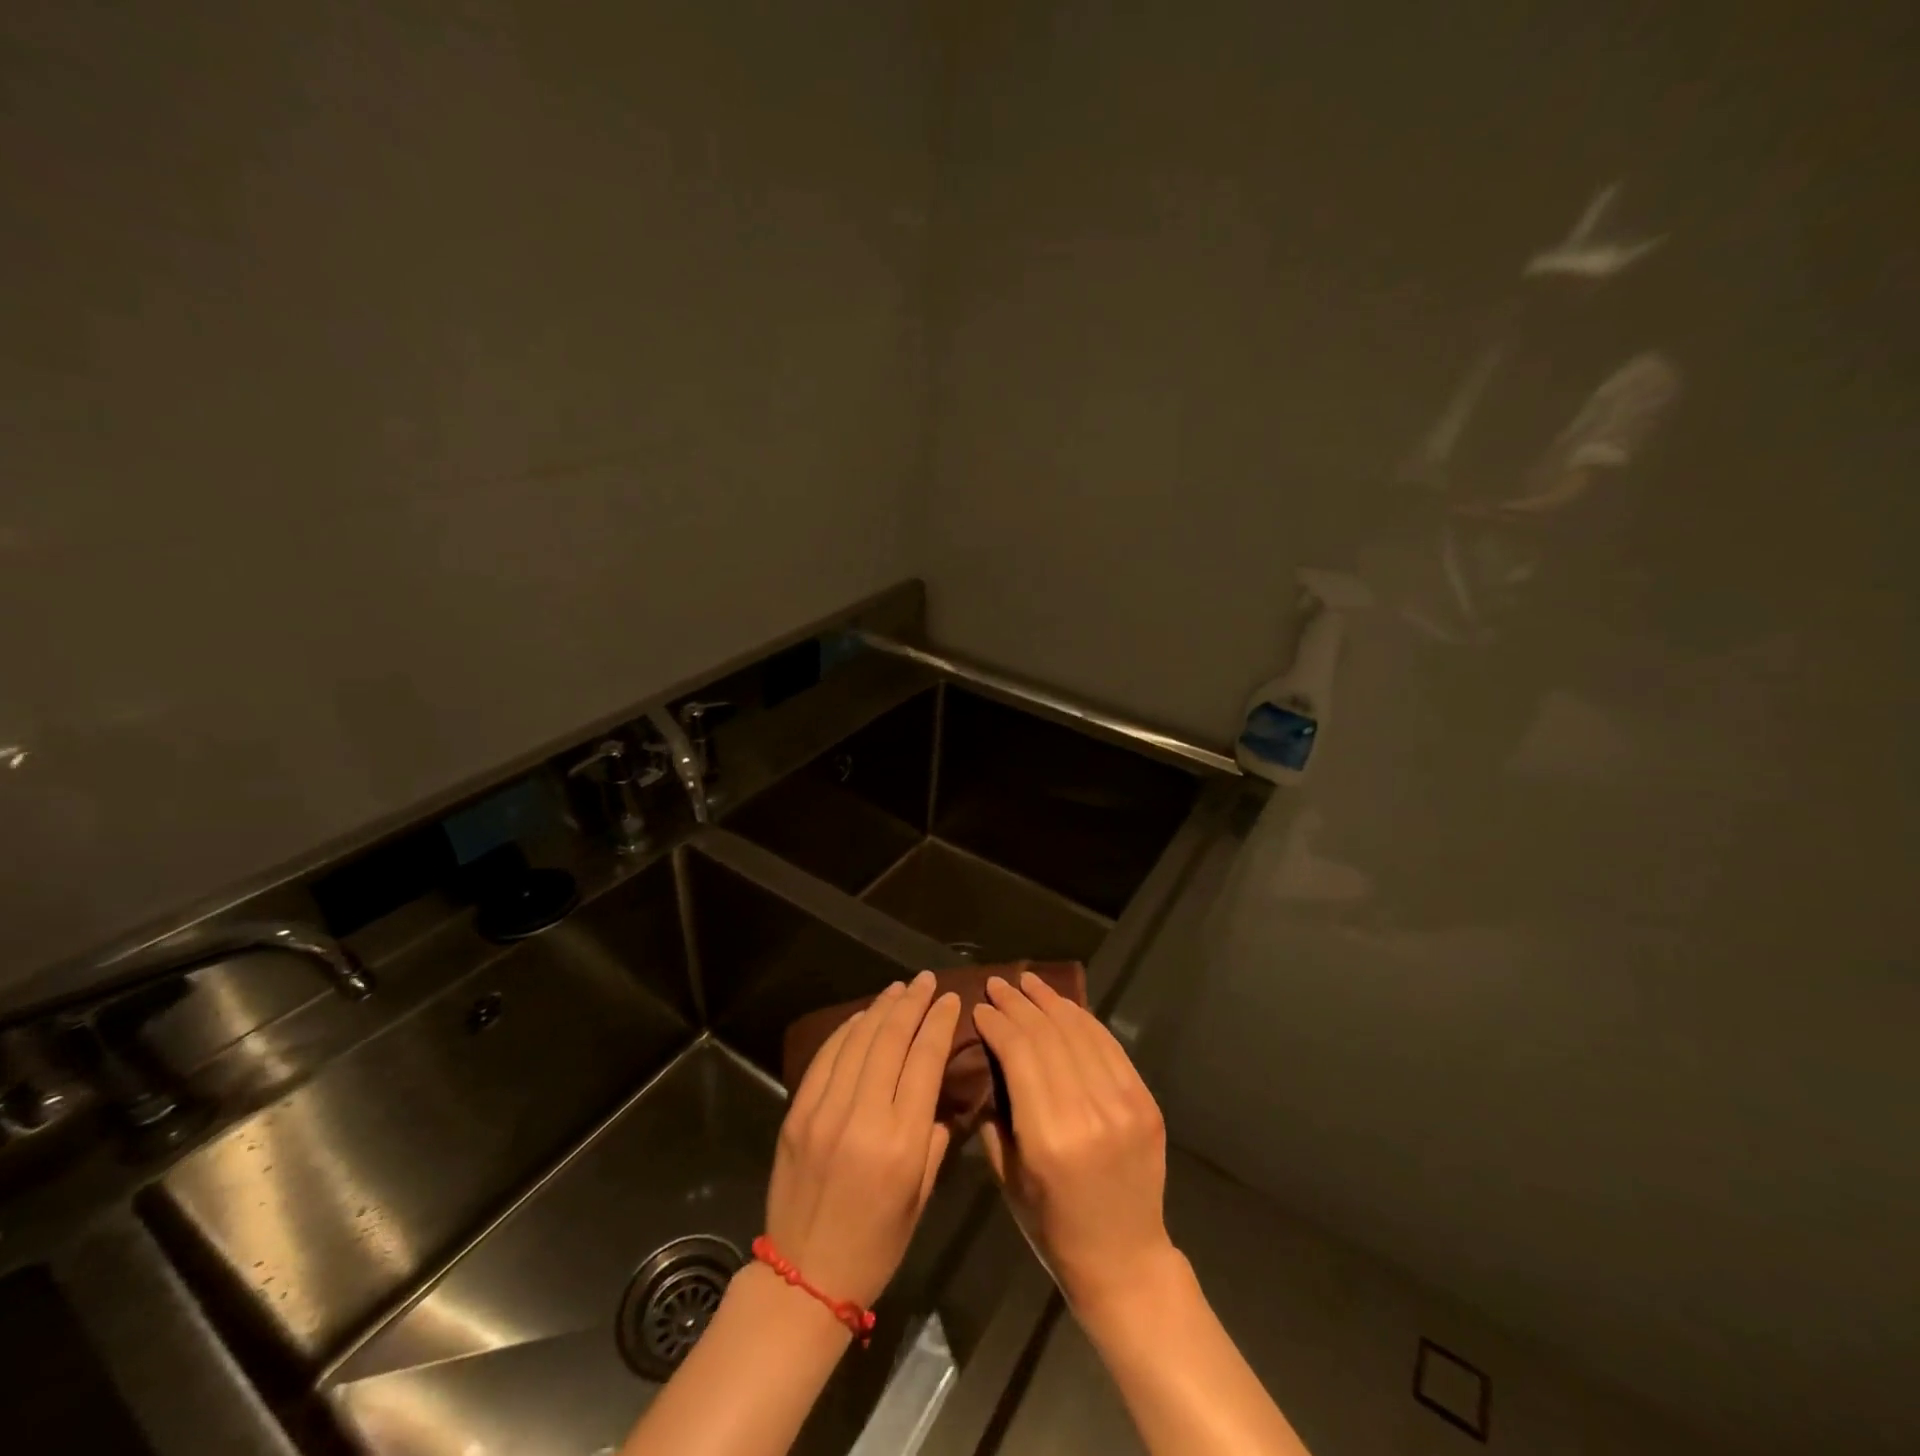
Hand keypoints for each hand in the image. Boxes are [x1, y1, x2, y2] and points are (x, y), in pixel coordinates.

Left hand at [764, 970, 962, 1307]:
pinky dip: (847, 1031)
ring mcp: (824, 1111)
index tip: (951, 999)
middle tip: (927, 980)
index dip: (939, 1023)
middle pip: (891, 1040)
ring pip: (858, 1041)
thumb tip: (937, 1093)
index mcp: (901, 1142)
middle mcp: (862, 1117)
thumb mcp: (921, 1197)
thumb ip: (934, 1138)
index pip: (924, 1061)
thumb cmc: (876, 1245)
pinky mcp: (797, 1113)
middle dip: (912, 1003)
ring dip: (881, 1008)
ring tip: (899, 989)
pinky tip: (862, 1017)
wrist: (803, 1278)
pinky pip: (826, 1058)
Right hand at [974, 971, 1180, 1320]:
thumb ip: (993, 1115)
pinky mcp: (1145, 1101)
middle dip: (1018, 1003)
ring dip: (1050, 1000)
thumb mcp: (1007, 1177)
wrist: (1125, 1259)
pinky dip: (1083, 1020)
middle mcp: (1088, 1111)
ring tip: (1027, 981)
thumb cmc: (1052, 1227)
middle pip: (1048, 1034)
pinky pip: (1109, 1046)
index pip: (1019, 1053)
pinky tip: (1063, 1006)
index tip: (979, 1007)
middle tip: (997, 983)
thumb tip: (985, 1059)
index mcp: (1049, 1136)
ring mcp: (1123, 1103)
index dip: (997, 1022)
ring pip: (1080, 1031)